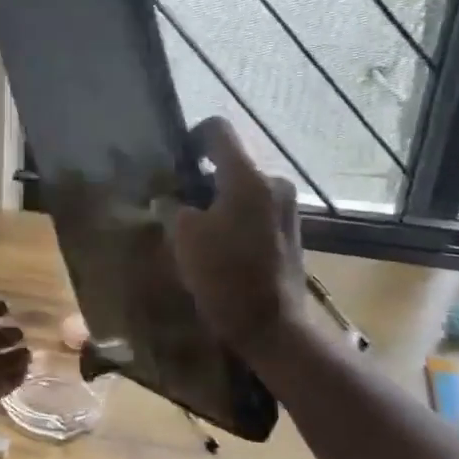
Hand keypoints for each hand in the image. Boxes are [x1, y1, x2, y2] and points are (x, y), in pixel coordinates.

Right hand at [170, 117, 305, 354]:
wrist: (273, 327)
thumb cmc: (225, 277)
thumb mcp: (184, 237)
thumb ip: (172, 206)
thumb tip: (168, 197)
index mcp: (248, 178)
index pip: (218, 130)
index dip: (190, 137)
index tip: (173, 164)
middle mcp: (273, 184)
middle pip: (230, 162)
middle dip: (201, 178)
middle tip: (176, 204)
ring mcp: (286, 208)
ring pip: (241, 188)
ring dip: (216, 201)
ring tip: (195, 231)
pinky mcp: (289, 231)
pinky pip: (254, 210)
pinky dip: (233, 218)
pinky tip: (218, 247)